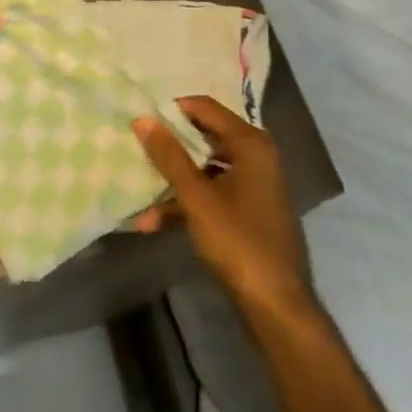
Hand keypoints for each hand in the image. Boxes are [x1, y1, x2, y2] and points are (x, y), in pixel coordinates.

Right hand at [133, 97, 313, 317]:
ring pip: (206, 169)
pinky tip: (155, 221)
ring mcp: (254, 184)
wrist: (276, 303)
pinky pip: (213, 192)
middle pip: (205, 137)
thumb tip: (143, 119)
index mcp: (251, 144)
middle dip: (170, 146)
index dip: (173, 109)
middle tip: (136, 145)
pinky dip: (188, 202)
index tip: (141, 116)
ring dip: (174, 181)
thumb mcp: (197, 197)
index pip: (206, 108)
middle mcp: (257, 156)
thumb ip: (169, 156)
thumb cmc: (238, 241)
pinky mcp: (249, 209)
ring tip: (139, 191)